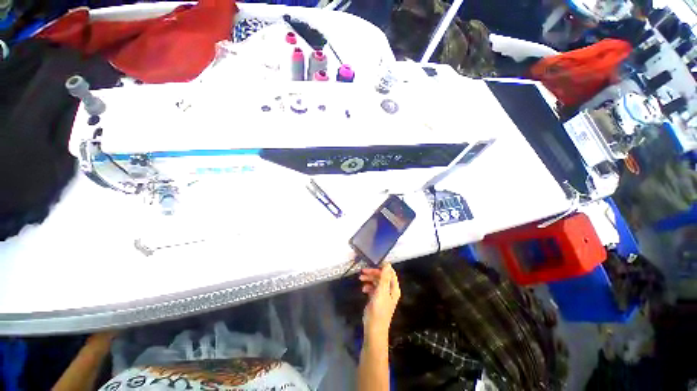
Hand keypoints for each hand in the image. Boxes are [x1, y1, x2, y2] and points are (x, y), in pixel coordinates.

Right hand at [359, 263, 400, 340]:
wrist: (374, 328)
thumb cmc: (379, 309)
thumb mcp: (381, 291)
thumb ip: (384, 277)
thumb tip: (388, 263)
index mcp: (393, 288)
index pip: (390, 273)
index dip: (383, 268)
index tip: (373, 263)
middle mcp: (389, 291)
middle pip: (382, 277)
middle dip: (373, 273)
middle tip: (363, 271)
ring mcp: (382, 295)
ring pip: (376, 282)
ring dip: (369, 279)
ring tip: (360, 278)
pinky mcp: (376, 299)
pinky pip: (372, 289)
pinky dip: (368, 287)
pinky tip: (363, 289)